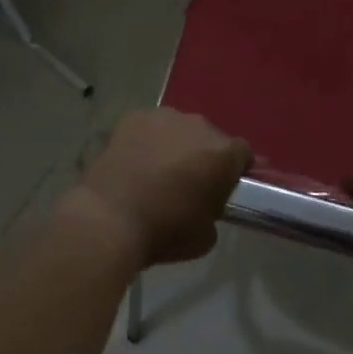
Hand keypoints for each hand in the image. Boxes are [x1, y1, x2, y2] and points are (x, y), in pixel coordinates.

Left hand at [64, 109, 251, 268]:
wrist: (110, 217)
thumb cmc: (164, 230)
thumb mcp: (206, 236)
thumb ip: (214, 211)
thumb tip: (205, 204)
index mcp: (223, 154)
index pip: (243, 153)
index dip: (235, 170)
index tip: (224, 187)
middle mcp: (199, 126)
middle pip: (210, 137)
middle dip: (203, 155)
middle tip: (188, 181)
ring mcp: (165, 117)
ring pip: (179, 128)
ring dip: (175, 145)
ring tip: (157, 170)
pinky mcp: (134, 117)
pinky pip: (150, 127)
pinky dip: (147, 140)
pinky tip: (135, 161)